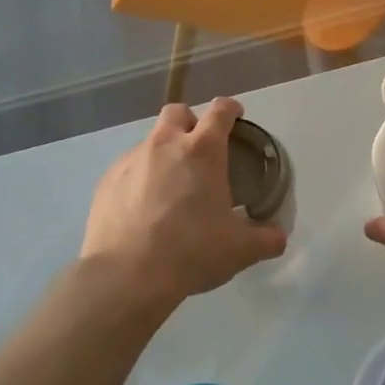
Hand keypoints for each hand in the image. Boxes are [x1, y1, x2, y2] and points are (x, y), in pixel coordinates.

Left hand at [81, 98, 287, 306]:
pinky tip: (144, 208)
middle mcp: (164, 145)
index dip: (230, 109)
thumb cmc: (192, 252)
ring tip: (170, 187)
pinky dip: (140, 178)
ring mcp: (131, 161)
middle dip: (190, 122)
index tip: (236, 114)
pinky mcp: (106, 182)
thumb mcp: (239, 250)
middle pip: (177, 112)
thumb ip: (265, 240)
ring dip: (163, 153)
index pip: (220, 112)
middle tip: (199, 149)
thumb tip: (278, 238)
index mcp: (202, 151)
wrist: (127, 275)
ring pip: (150, 141)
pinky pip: (128, 169)